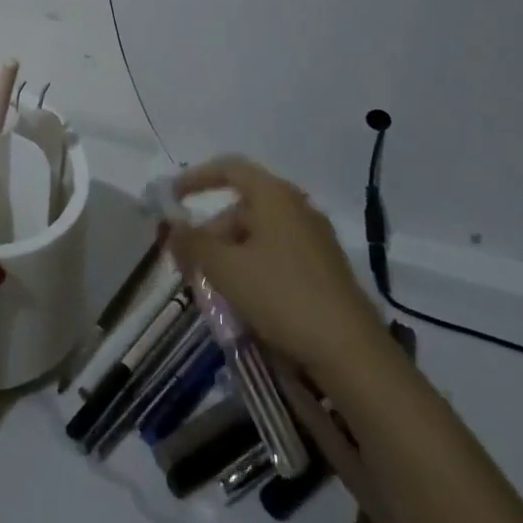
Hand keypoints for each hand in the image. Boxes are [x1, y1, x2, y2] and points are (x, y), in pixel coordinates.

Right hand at [162, 155, 383, 379]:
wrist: (351, 353)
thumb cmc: (282, 296)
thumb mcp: (225, 269)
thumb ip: (193, 242)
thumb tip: (172, 226)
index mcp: (274, 195)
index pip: (229, 169)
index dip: (196, 179)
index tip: (172, 198)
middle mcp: (297, 208)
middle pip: (242, 208)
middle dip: (210, 233)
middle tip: (188, 264)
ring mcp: (315, 239)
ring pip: (259, 236)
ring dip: (229, 255)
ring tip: (212, 288)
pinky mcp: (325, 270)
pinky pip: (278, 256)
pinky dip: (253, 268)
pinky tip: (244, 300)